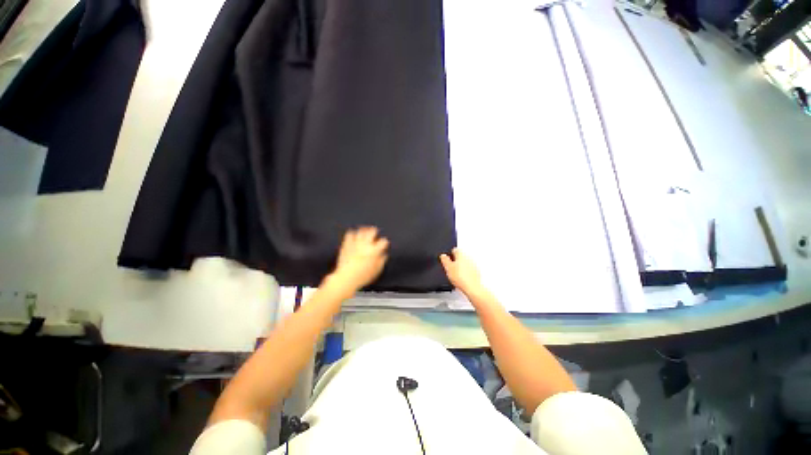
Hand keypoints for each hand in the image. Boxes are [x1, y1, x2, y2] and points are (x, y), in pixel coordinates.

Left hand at [329, 227, 388, 295]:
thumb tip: (384, 255)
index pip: (383, 242)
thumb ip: (382, 261)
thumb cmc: (363, 276)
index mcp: (374, 251)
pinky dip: (352, 233)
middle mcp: (365, 245)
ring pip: (360, 232)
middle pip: (371, 232)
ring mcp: (355, 244)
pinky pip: (349, 235)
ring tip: (365, 229)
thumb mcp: (376, 271)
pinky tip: (353, 234)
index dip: (384, 242)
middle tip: (375, 230)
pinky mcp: (346, 245)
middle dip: (374, 231)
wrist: (346, 278)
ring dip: (363, 230)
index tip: (384, 243)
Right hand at [440, 248, 487, 298]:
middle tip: (451, 267)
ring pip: (465, 262)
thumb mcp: (447, 268)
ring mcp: (474, 264)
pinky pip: (470, 269)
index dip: (449, 255)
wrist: (472, 288)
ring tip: (456, 274)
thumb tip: (443, 256)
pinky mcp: (477, 271)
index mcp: (461, 253)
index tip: (447, 260)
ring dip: (461, 266)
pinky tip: (462, 278)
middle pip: (460, 256)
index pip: (454, 250)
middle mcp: (468, 257)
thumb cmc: (461, 278)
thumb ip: (444, 260)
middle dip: (456, 261)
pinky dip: (466, 272)